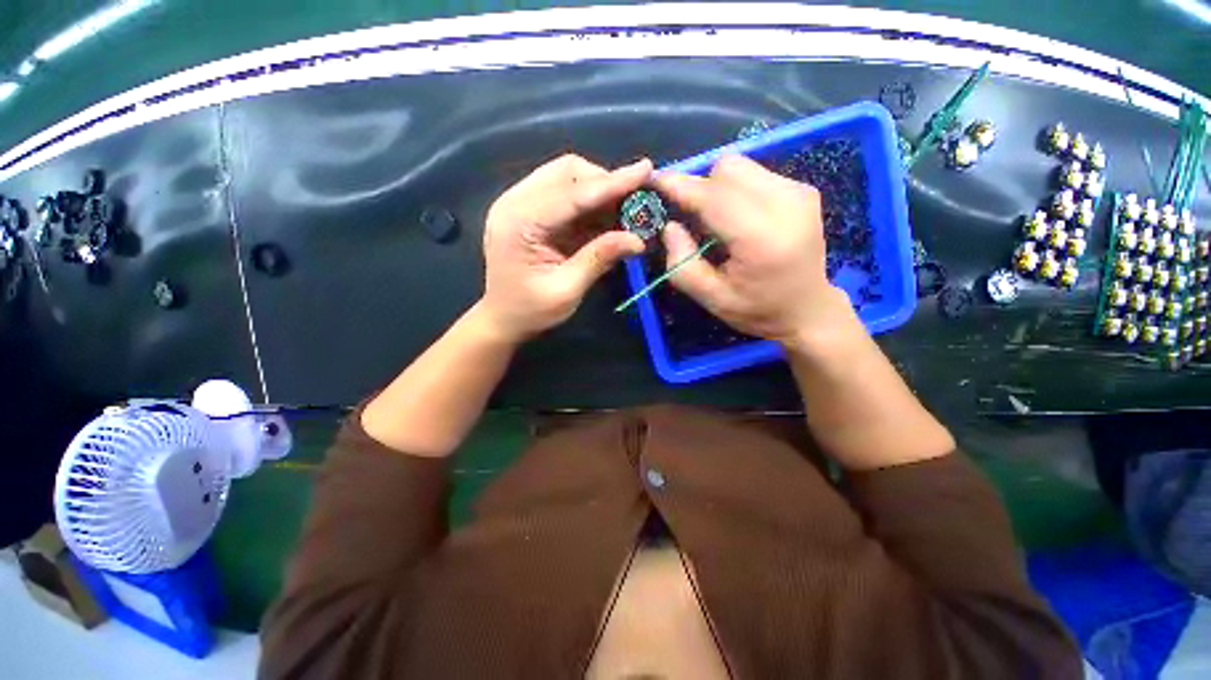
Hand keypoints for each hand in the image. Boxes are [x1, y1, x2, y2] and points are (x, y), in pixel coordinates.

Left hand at [480, 155, 650, 341]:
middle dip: (605, 183)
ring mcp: (519, 202)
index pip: (572, 194)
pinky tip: (605, 217)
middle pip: (567, 172)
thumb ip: (599, 259)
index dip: (611, 183)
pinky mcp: (528, 209)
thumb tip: (638, 240)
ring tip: (623, 211)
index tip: (645, 170)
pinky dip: (588, 201)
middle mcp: (515, 202)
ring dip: (598, 190)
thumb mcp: (567, 290)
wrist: (502, 318)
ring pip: (566, 176)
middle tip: (635, 203)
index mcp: (519, 223)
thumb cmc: (530, 310)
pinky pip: (563, 192)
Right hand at [653, 154, 856, 348]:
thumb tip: (669, 226)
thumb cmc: (757, 310)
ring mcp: (799, 192)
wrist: (808, 309)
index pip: (713, 197)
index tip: (655, 180)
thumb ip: (682, 265)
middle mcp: (785, 205)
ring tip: (718, 221)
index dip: (680, 186)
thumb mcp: (711, 299)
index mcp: (761, 238)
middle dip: (700, 189)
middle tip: (694, 219)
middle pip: (726, 169)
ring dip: (718, 187)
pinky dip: (736, 190)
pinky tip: (739, 218)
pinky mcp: (803, 188)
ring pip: (740, 166)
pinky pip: (755, 173)